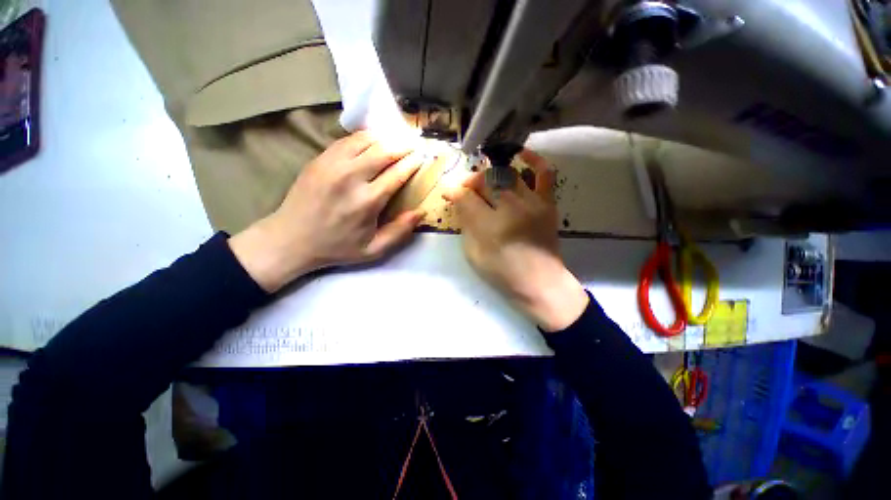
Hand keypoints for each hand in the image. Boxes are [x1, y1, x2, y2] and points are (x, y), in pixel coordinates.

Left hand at [230, 131, 424, 291]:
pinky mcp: (319, 159)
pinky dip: (364, 138)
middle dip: (403, 145)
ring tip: (396, 139)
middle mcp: (351, 177)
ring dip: (385, 138)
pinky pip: (347, 140)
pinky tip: (372, 140)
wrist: (290, 239)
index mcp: (368, 201)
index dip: (413, 163)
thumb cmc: (336, 247)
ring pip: (365, 140)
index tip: (422, 156)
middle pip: (384, 151)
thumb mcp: (373, 250)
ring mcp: (332, 164)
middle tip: (414, 143)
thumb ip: (399, 232)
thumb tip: (420, 212)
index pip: (397, 173)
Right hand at [443, 149, 588, 331]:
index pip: (465, 197)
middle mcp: (510, 208)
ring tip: (485, 183)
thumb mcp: (473, 253)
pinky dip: (533, 159)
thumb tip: (459, 202)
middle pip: (485, 181)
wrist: (540, 282)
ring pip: (506, 174)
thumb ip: (465, 225)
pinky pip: (544, 173)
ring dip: (490, 175)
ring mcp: (531, 203)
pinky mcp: (547, 203)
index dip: (453, 191)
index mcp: (488, 225)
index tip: (448, 193)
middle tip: (466, 190)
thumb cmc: (502, 273)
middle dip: (470, 182)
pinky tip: (520, 154)